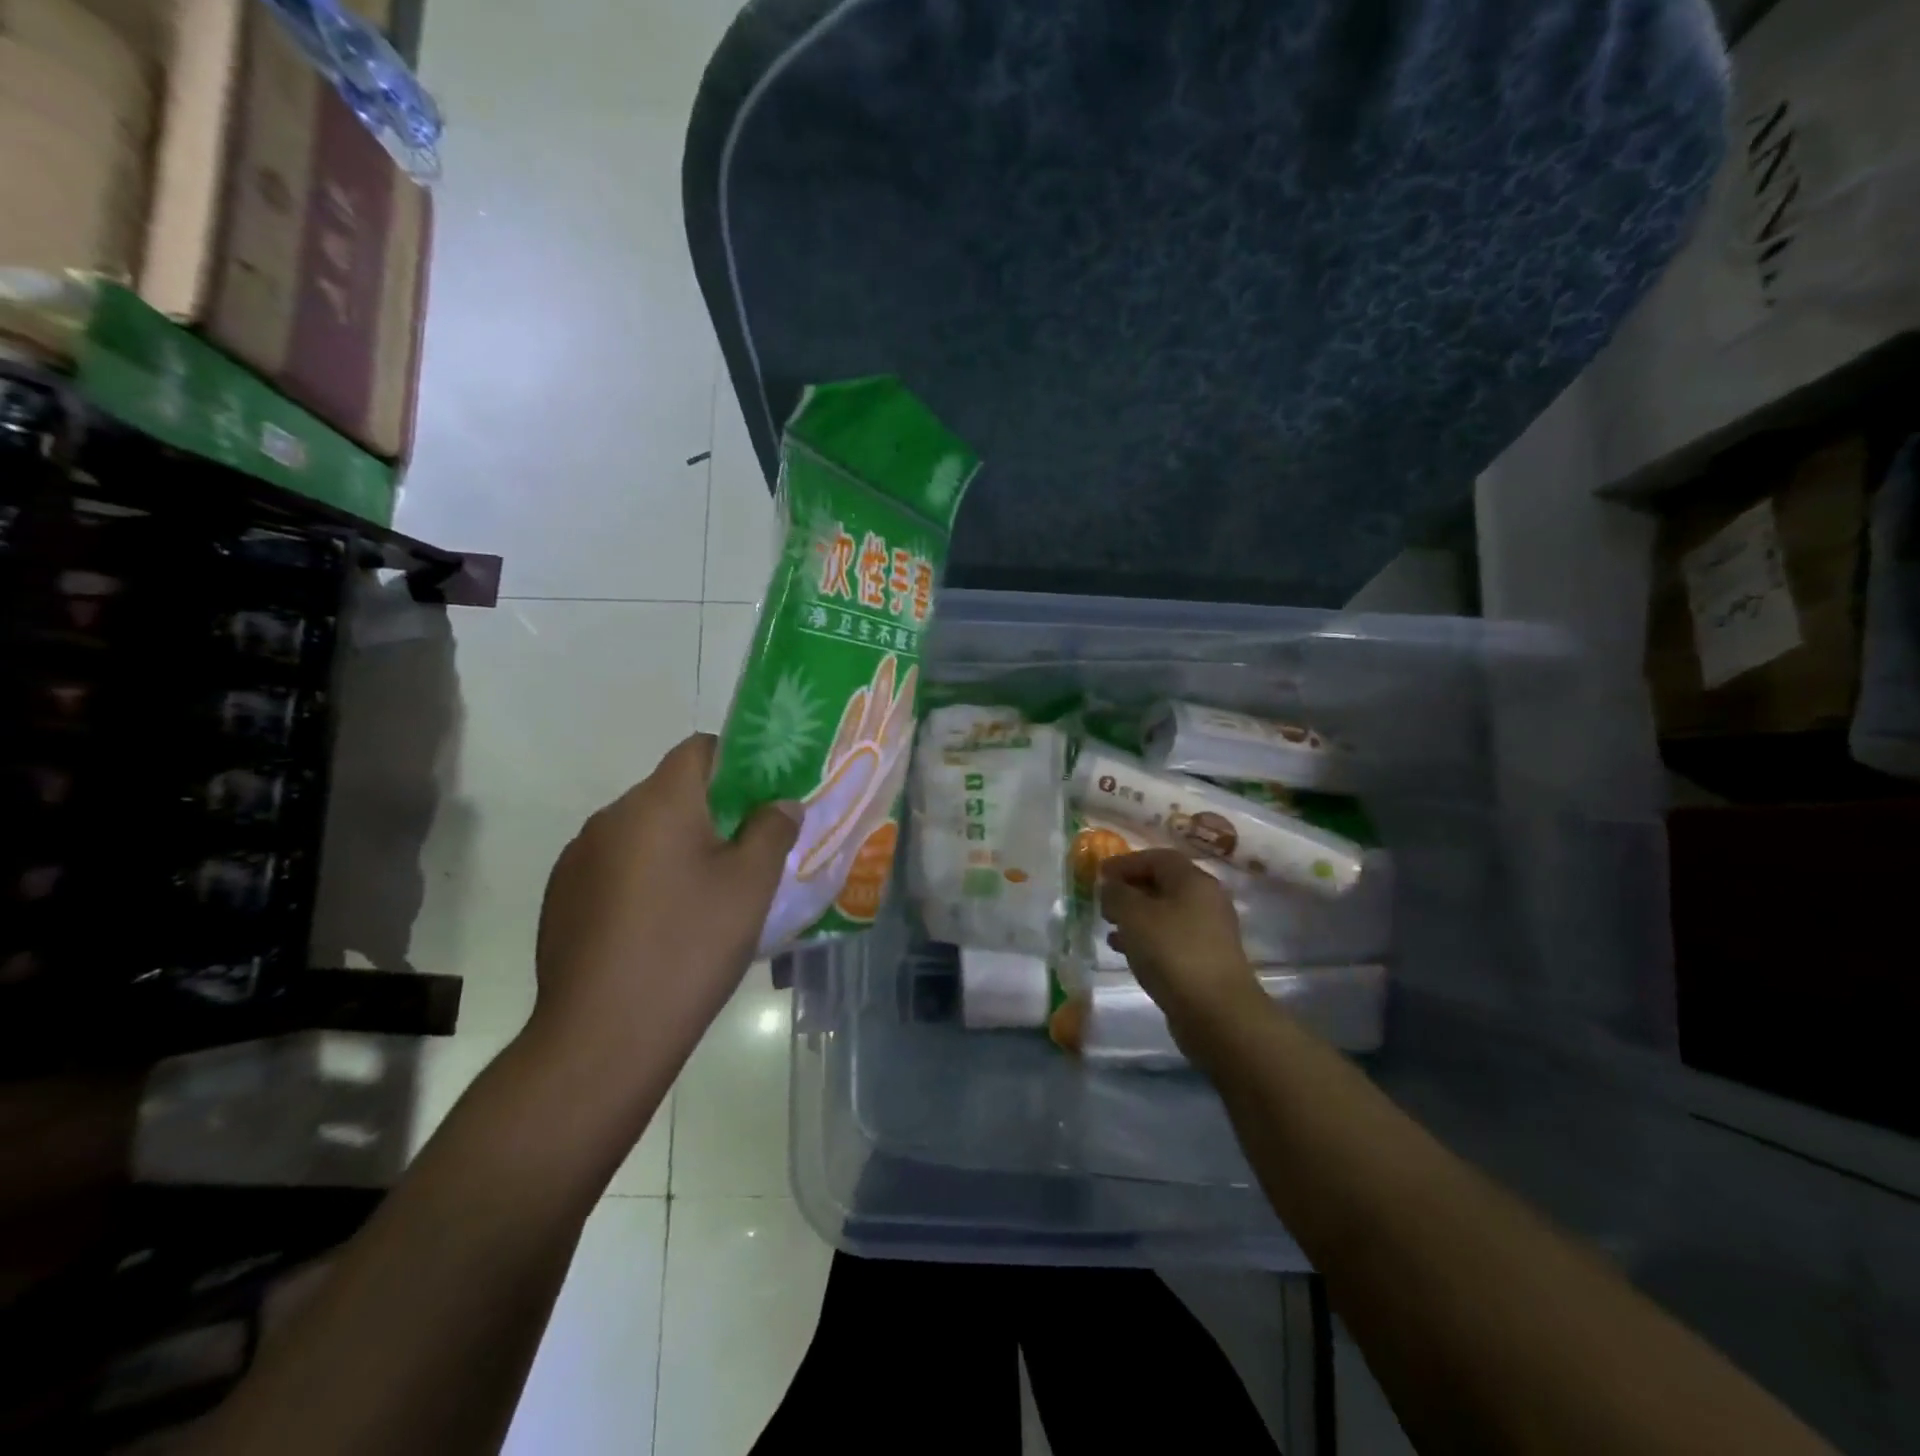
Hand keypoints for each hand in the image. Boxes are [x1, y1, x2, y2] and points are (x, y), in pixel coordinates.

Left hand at [528, 734, 801, 1078]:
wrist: (603, 1036)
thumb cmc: (690, 947)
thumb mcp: (751, 885)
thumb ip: (772, 830)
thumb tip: (781, 803)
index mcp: (658, 803)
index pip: (699, 749)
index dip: (737, 762)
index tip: (763, 798)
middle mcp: (610, 817)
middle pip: (671, 791)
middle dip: (711, 811)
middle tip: (746, 852)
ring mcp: (578, 858)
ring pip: (642, 831)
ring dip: (676, 846)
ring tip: (704, 895)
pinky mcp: (561, 897)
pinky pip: (615, 866)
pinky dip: (644, 877)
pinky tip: (660, 925)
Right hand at [1099, 849, 1264, 1042]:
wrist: (1216, 1012)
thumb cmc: (1172, 952)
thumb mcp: (1134, 915)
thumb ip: (1116, 893)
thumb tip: (1110, 886)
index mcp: (1193, 880)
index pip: (1157, 857)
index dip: (1126, 862)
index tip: (1100, 874)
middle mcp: (1206, 900)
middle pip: (1163, 883)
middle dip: (1130, 889)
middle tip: (1104, 900)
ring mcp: (1209, 932)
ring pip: (1165, 912)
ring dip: (1136, 915)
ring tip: (1109, 926)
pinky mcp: (1205, 960)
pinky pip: (1170, 938)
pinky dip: (1146, 938)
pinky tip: (1125, 951)